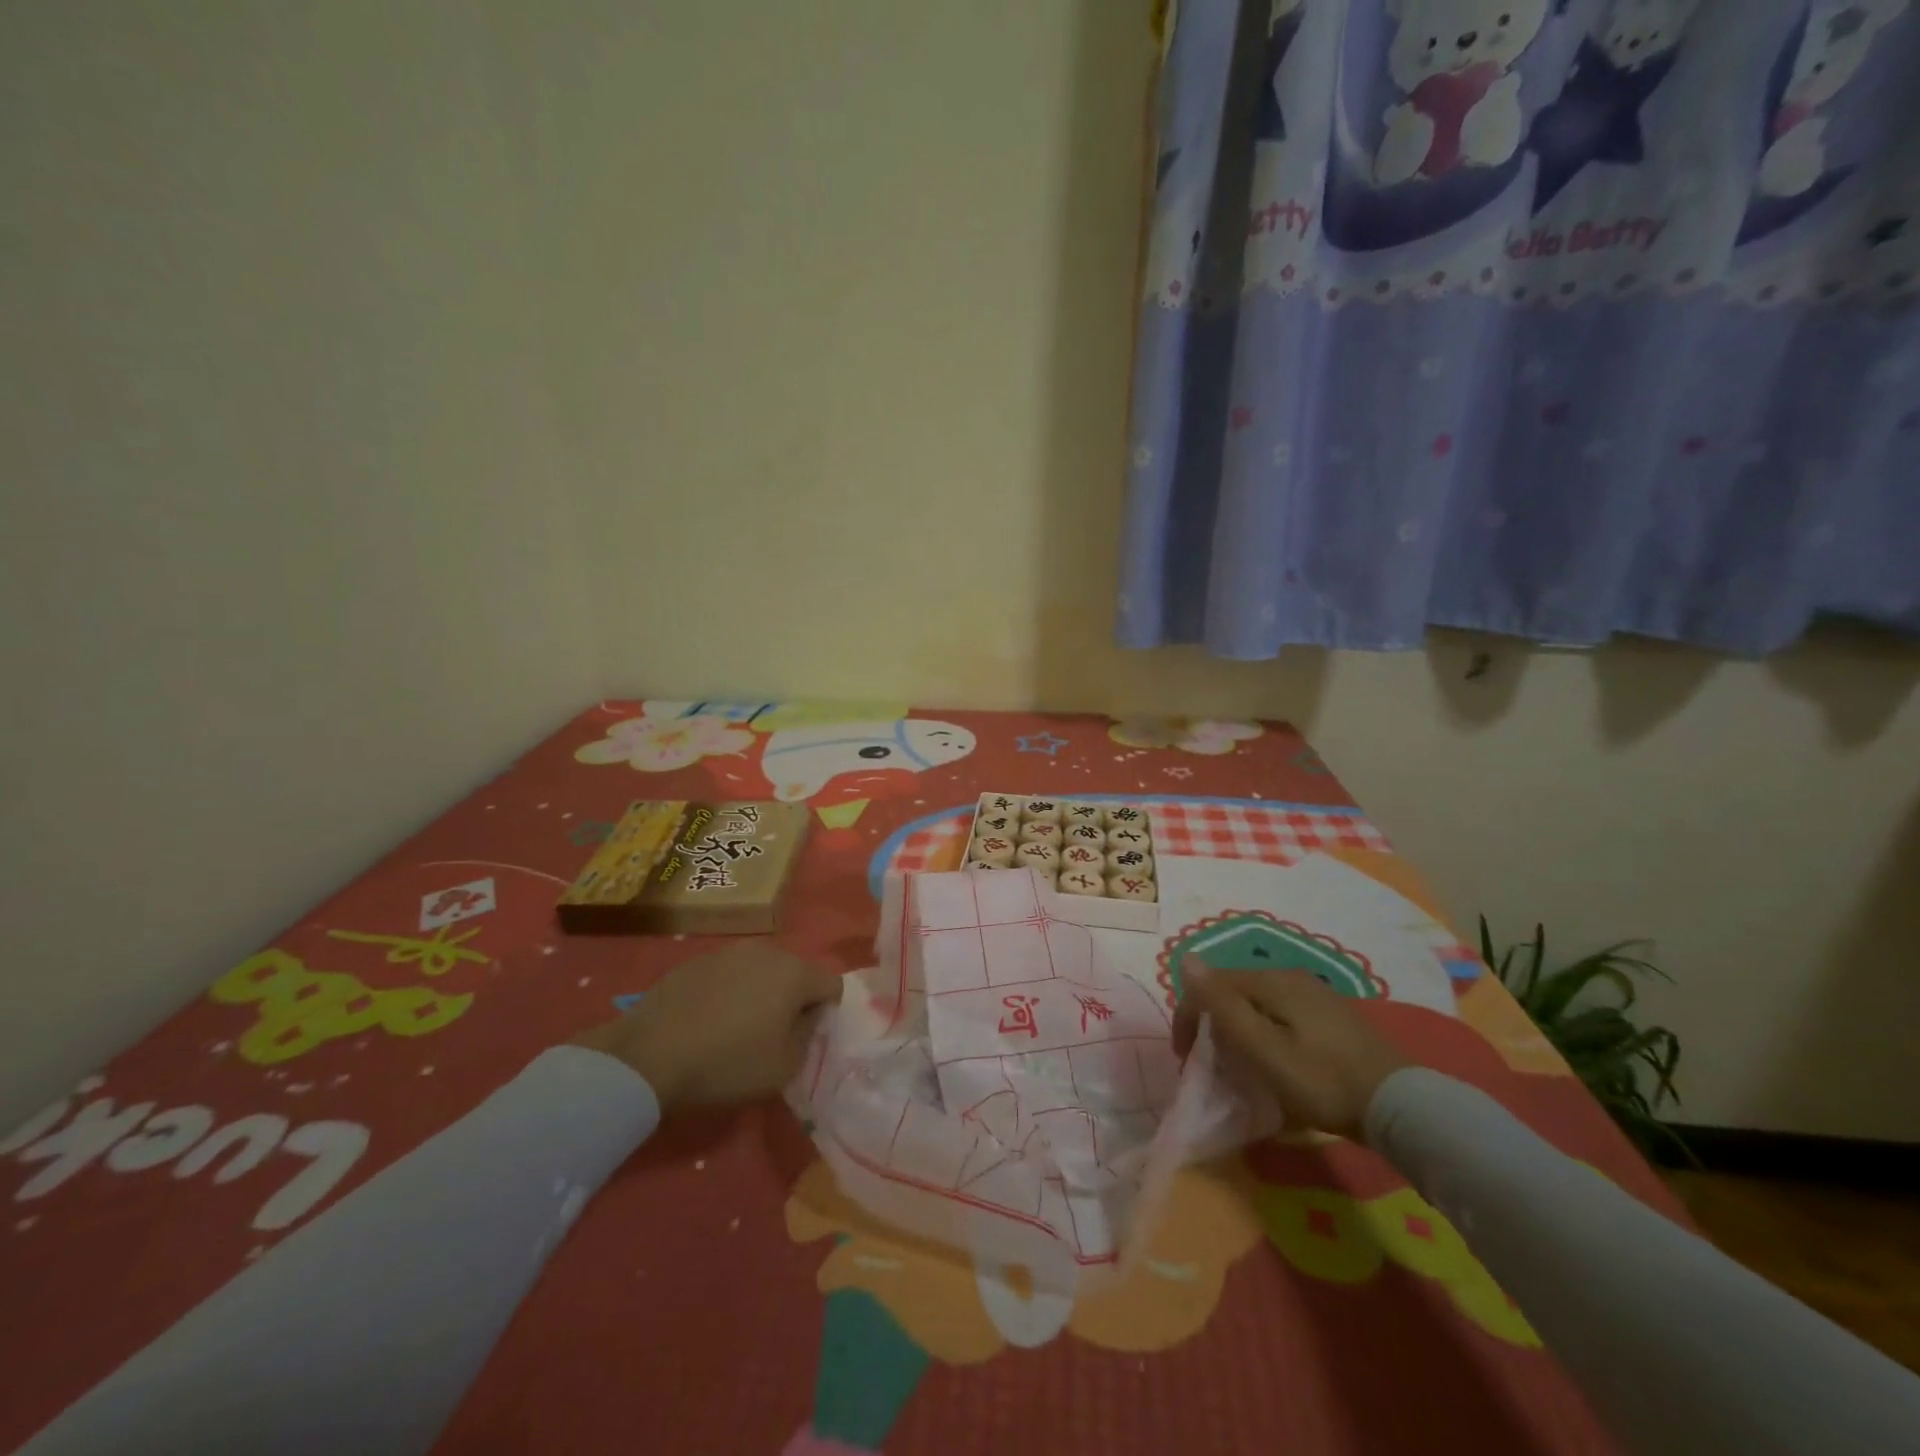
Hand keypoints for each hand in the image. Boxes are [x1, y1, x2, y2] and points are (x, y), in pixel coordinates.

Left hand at [572, 945, 842, 1112]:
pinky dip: (728, 993)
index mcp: (795, 972)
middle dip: (792, 999)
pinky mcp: (696, 961)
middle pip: (795, 973)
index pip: (832, 985)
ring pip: (761, 971)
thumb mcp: (784, 1067)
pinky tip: (708, 1022)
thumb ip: (808, 1036)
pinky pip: (728, 975)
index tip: (806, 1039)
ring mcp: (728, 952)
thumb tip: (807, 1017)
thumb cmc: (728, 1064)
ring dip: (759, 993)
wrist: (649, 1056)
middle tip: (773, 1034)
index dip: (826, 1012)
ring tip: (737, 1028)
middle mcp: (767, 951)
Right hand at [1172, 960, 1409, 1139]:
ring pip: (1258, 1005)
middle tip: (1211, 1067)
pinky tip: (1276, 1063)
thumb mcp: (1262, 1048)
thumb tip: (1185, 957)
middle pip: (1234, 993)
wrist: (1401, 1106)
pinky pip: (1281, 1016)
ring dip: (1239, 1032)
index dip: (1188, 1017)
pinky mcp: (1331, 1017)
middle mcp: (1290, 977)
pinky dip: (1265, 1035)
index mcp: (1270, 980)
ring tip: (1240, 1068)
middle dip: (1213, 1026)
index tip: (1185, 1060)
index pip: (1211, 985)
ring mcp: (1314, 995)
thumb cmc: (1322, 1080)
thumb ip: (1222, 1005)